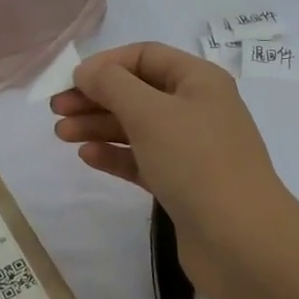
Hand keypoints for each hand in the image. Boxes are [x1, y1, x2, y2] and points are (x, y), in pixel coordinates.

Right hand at [50, 42, 298, 298]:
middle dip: (95, 97)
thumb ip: (112, 85)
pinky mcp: (183, 184)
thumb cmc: (196, 162)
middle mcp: (197, 108)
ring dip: (98, 126)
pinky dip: (115, 155)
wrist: (242, 242)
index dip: (106, 64)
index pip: (145, 56)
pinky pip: (142, 159)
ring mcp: (191, 148)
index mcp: (198, 80)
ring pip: (136, 127)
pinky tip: (87, 157)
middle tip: (56, 110)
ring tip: (61, 135)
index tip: (70, 81)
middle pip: (137, 91)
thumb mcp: (150, 113)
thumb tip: (86, 71)